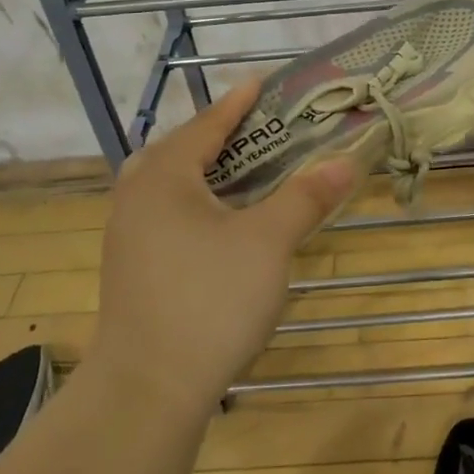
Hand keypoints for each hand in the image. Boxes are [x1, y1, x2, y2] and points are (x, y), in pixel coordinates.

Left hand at [93, 80, 360, 413]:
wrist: (146, 391)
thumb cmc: (210, 300)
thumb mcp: (268, 242)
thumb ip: (306, 197)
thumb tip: (346, 163)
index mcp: (165, 176)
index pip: (207, 124)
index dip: (238, 103)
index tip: (262, 83)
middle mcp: (136, 195)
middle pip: (180, 149)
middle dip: (219, 135)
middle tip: (257, 130)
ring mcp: (126, 234)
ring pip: (168, 183)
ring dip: (204, 170)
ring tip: (241, 171)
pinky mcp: (129, 267)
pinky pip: (164, 212)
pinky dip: (193, 201)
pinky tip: (218, 222)